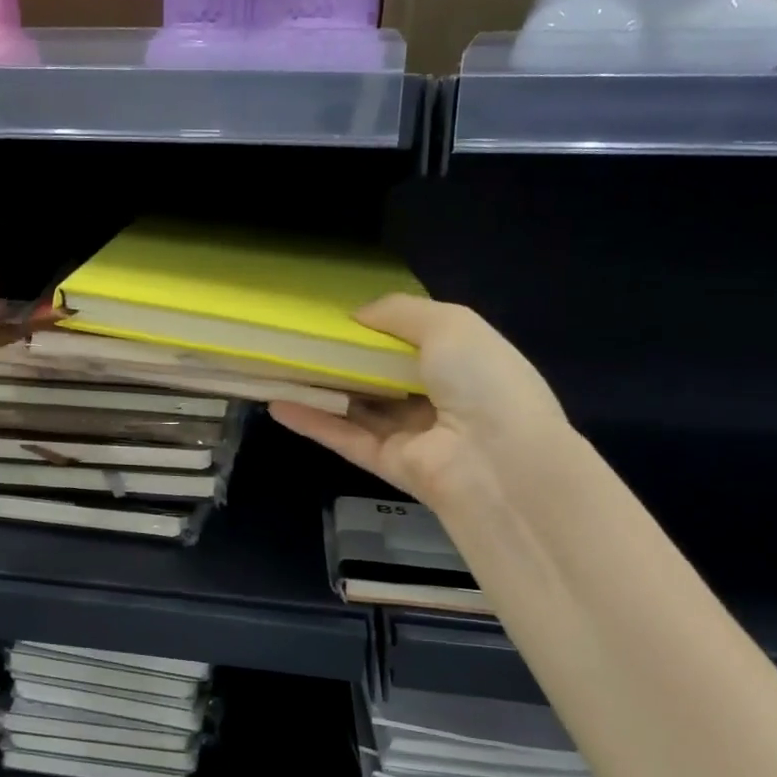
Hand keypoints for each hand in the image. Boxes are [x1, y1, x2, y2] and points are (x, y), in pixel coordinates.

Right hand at [268, 296, 573, 531]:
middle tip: (298, 340)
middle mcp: (437, 398)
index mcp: (462, 363)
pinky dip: (311, 420)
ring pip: (357, 407)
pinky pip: (344, 437)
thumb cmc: (482, 381)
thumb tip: (357, 315)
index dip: (377, 329)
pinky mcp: (387, 463)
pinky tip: (276, 403)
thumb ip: (400, 312)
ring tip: (277, 367)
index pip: (414, 342)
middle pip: (380, 376)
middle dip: (343, 359)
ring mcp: (411, 434)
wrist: (500, 462)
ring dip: (320, 389)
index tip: (337, 317)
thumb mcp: (450, 324)